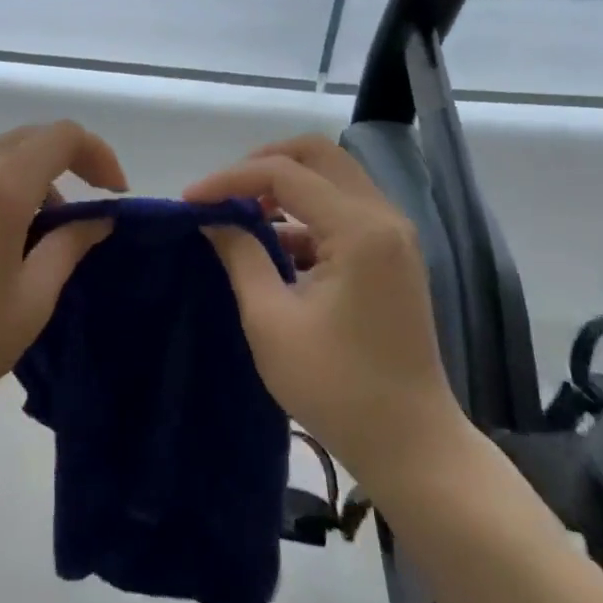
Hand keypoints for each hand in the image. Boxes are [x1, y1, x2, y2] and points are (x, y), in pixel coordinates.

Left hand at [0, 121, 127, 441]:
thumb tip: (98, 218)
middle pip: (31, 138)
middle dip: (70, 161)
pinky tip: (6, 241)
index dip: (99, 154)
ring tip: (49, 234)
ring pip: (0, 157)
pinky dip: (4, 190)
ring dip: (36, 177)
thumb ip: (70, 245)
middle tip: (91, 206)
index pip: (62, 136)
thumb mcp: (32, 298)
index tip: (115, 194)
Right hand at [185, 134, 469, 483]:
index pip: (284, 173)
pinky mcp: (393, 255)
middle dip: (263, 163)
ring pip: (333, 177)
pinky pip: (343, 209)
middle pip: (318, 155)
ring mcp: (394, 235)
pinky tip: (274, 246)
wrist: (413, 446)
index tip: (190, 201)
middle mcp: (384, 217)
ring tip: (241, 216)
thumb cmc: (337, 388)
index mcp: (359, 229)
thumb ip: (240, 256)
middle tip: (224, 192)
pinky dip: (305, 213)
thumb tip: (212, 218)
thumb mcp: (271, 321)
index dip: (230, 180)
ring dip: (285, 186)